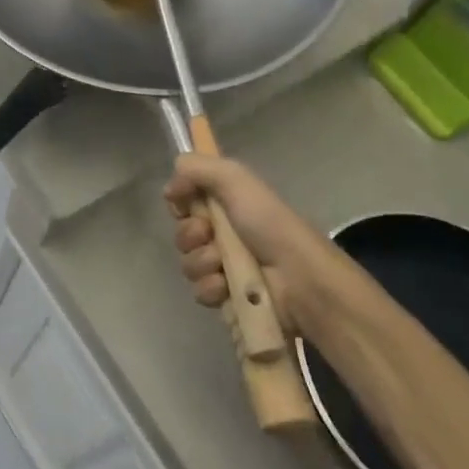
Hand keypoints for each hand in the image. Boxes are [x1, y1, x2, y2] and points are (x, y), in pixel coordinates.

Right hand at [163, 153, 353, 322]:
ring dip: (202, 262)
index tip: (183, 205)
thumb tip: (169, 188)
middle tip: (209, 235)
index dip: (180, 205)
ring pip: (189, 264)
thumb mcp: (236, 180)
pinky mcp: (227, 299)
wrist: (299, 278)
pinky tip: (228, 287)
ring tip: (223, 265)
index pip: (185, 204)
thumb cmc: (269, 225)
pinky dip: (212, 288)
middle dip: (190, 235)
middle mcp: (223, 236)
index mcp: (227, 207)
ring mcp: (225, 270)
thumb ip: (197, 168)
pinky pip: (201, 292)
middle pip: (183, 235)